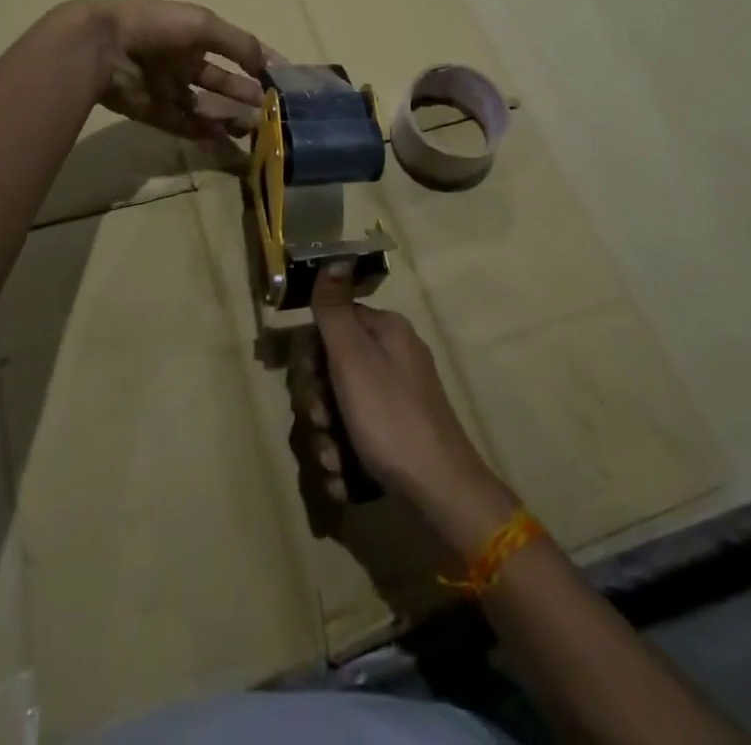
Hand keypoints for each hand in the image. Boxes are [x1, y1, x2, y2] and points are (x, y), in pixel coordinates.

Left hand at [68, 0, 265, 141]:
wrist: (101, 47)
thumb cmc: (156, 27)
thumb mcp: (204, 25)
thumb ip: (239, 44)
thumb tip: (267, 65)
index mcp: (193, 34)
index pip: (234, 48)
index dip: (258, 60)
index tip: (283, 77)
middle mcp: (181, 59)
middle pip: (220, 81)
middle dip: (244, 93)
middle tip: (269, 109)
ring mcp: (166, 87)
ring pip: (203, 106)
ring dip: (227, 115)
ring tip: (251, 127)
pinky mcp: (152, 112)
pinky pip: (182, 124)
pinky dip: (202, 130)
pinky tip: (224, 136)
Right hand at [297, 264, 517, 553]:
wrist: (441, 494)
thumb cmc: (391, 418)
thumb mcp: (353, 359)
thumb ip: (335, 309)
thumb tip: (333, 256)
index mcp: (386, 331)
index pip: (330, 324)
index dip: (310, 356)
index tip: (310, 383)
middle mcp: (392, 358)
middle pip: (331, 369)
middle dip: (316, 404)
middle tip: (321, 426)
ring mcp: (396, 398)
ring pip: (338, 408)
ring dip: (326, 438)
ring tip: (334, 463)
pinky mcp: (396, 435)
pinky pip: (354, 436)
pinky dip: (344, 458)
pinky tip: (343, 479)